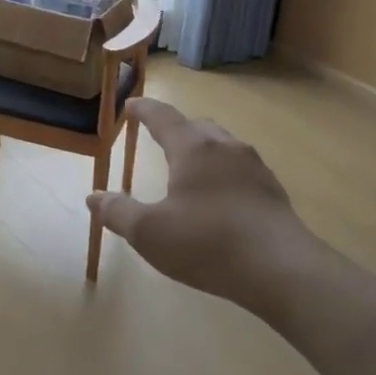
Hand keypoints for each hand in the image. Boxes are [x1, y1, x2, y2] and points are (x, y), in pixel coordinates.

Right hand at [88, 99, 322, 315]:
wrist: (282, 270)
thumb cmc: (207, 243)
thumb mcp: (149, 233)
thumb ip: (118, 212)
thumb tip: (93, 197)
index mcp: (193, 149)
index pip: (163, 117)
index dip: (144, 109)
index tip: (130, 104)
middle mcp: (226, 148)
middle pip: (197, 126)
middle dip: (175, 128)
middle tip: (158, 137)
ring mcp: (255, 168)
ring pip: (223, 146)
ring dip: (202, 149)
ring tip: (188, 169)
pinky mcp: (273, 192)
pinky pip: (240, 169)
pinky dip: (222, 173)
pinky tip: (218, 199)